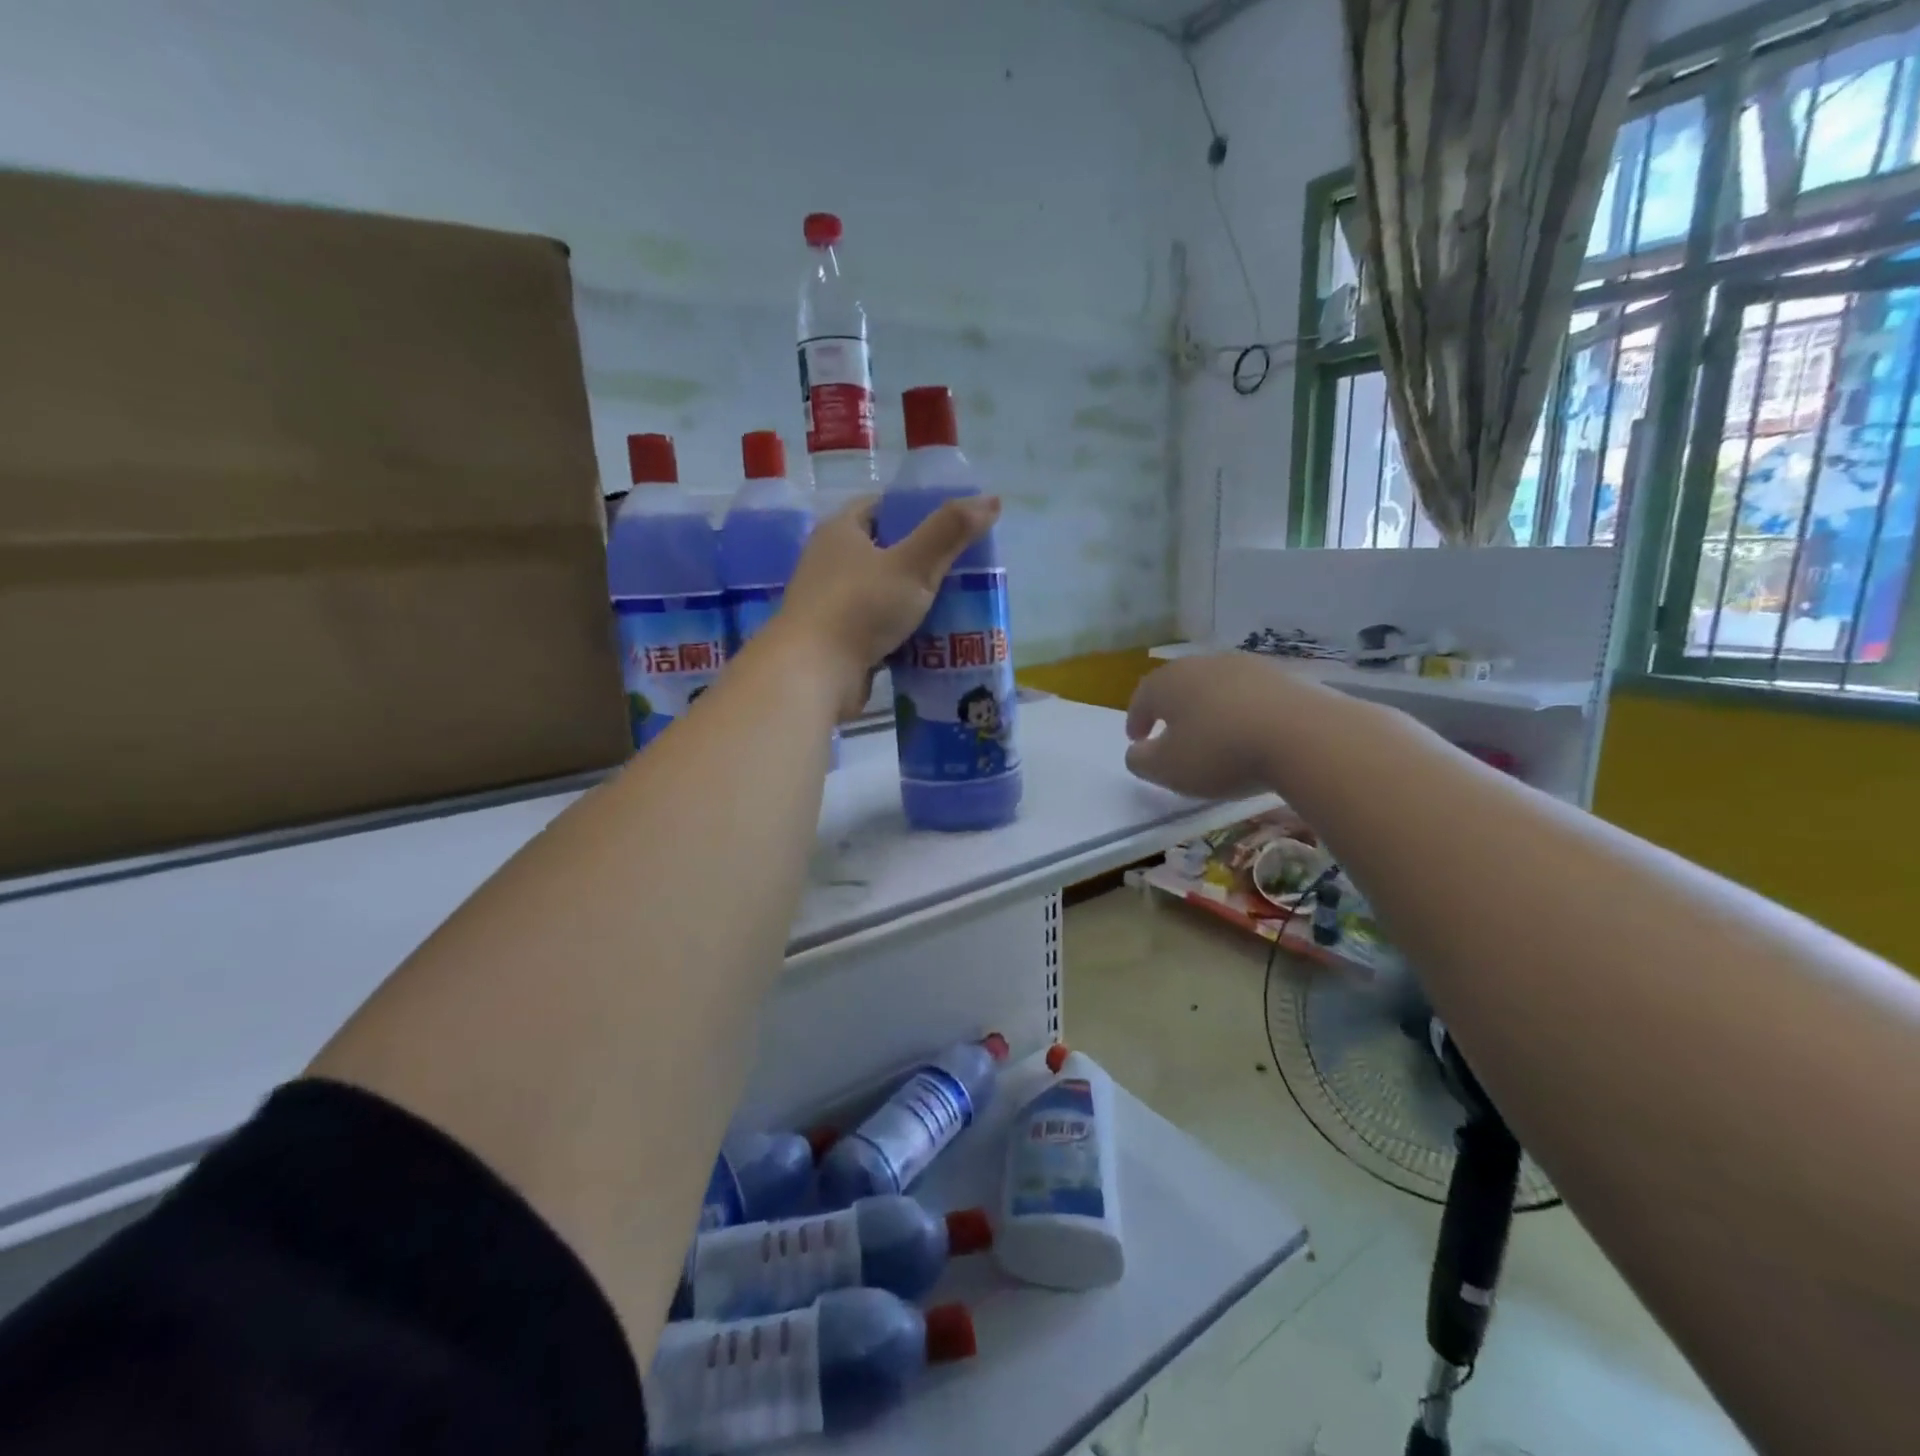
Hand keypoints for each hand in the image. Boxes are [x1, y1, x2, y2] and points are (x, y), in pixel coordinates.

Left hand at [779, 494, 1000, 718]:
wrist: (814, 673)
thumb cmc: (861, 607)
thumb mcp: (913, 564)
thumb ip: (950, 532)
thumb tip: (991, 500)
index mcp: (840, 531)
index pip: (881, 508)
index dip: (915, 512)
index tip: (950, 528)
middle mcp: (828, 562)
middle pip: (883, 552)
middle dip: (920, 560)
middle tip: (960, 570)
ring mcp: (830, 603)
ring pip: (881, 593)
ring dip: (911, 599)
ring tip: (954, 605)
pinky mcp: (835, 639)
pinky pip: (875, 627)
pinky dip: (899, 631)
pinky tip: (930, 640)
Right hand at [1124, 653, 1300, 797]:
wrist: (1304, 736)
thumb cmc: (1219, 752)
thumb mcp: (1167, 769)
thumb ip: (1141, 761)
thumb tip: (1137, 751)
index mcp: (1169, 682)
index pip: (1142, 697)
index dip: (1136, 719)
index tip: (1137, 740)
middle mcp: (1204, 664)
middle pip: (1179, 685)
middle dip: (1172, 709)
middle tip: (1171, 733)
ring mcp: (1247, 667)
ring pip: (1216, 687)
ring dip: (1209, 708)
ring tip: (1213, 734)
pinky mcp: (1283, 678)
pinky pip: (1250, 695)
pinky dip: (1242, 711)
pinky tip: (1250, 733)